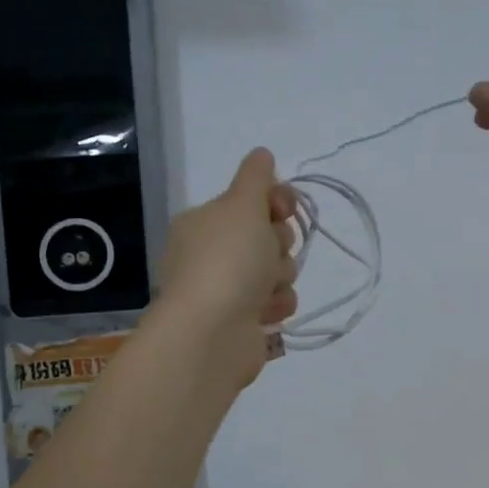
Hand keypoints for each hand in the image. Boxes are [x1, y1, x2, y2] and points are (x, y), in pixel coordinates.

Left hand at [156, 149, 298, 383]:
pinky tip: (264, 313)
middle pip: (268, 235)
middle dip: (279, 244)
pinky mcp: (242, 321)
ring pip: (277, 270)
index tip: (283, 209)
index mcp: (205, 222)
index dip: (275, 202)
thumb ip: (256, 177)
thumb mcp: (243, 205)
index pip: (251, 200)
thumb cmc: (227, 261)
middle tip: (269, 253)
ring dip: (280, 277)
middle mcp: (212, 253)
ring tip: (264, 290)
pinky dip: (276, 306)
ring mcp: (226, 289)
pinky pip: (276, 302)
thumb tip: (261, 153)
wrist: (211, 334)